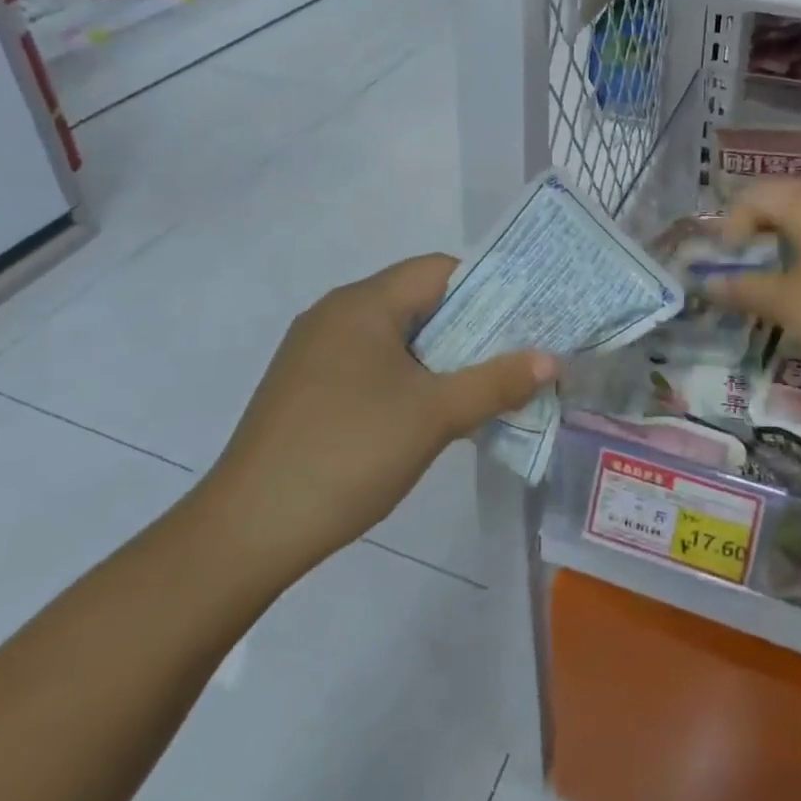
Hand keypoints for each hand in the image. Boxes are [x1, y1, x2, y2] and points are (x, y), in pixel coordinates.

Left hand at [194, 255, 556, 585]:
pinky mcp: (305, 388)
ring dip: (440, 357)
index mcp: (363, 303)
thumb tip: (551, 359)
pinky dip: (407, 377)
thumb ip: (495, 383)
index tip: (526, 318)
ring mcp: (314, 352)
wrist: (249, 530)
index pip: (439, 271)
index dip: (488, 287)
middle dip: (470, 327)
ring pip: (395, 337)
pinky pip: (370, 364)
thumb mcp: (434, 416)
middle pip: (417, 302)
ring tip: (482, 386)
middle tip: (515, 355)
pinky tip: (428, 413)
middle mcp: (335, 314)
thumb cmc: (349, 453)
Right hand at [708, 181, 800, 390]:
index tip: (726, 265)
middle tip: (746, 273)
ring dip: (788, 247)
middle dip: (758, 234)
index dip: (730, 225)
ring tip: (781, 287)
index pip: (754, 194)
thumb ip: (746, 290)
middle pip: (785, 202)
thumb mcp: (792, 307)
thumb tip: (708, 282)